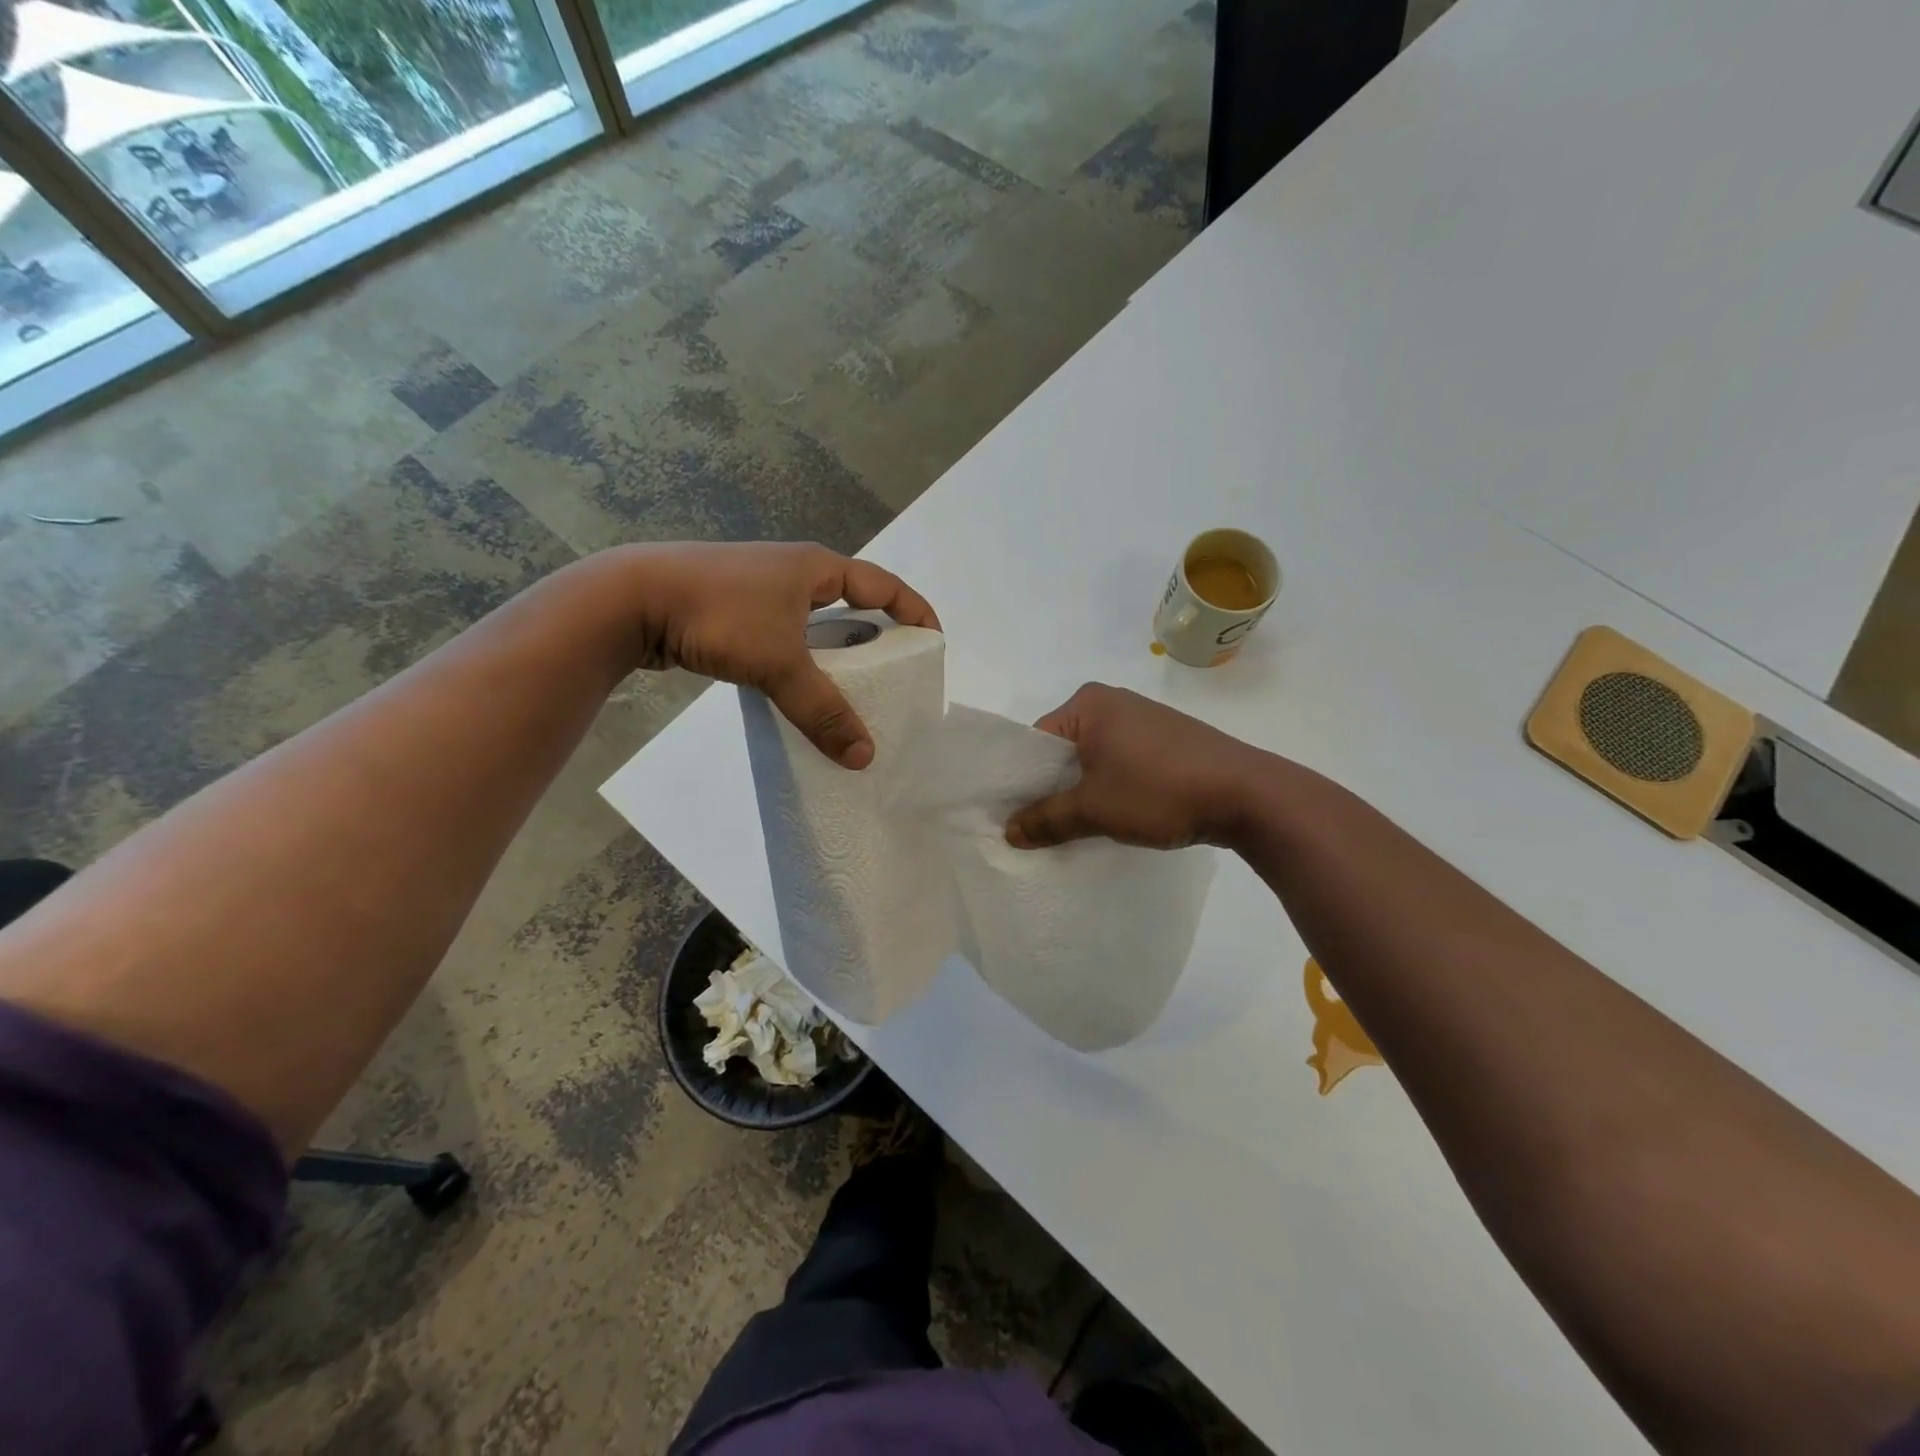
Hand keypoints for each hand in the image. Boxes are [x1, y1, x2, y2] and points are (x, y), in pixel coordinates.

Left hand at [639, 542, 938, 768]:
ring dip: (835, 653)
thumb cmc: (718, 615)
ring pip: (814, 623)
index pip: (883, 585)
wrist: (629, 600)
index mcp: (816, 568)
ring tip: (852, 690)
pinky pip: (785, 636)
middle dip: (877, 637)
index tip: (935, 642)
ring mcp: (760, 591)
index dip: (915, 611)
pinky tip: (800, 690)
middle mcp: (792, 573)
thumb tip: (865, 757)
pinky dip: (802, 661)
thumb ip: (823, 710)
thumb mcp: (779, 663)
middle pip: (852, 603)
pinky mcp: (733, 612)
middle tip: (895, 675)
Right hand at [1005, 684, 1261, 849]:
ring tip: (1076, 827)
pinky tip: (1114, 816)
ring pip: (1093, 759)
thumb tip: (1009, 833)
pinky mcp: (1167, 741)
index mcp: (1088, 703)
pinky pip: (1122, 762)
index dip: (1022, 780)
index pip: (1035, 740)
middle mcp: (1113, 702)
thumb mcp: (1094, 809)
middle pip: (1063, 749)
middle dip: (1052, 787)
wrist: (1248, 795)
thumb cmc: (1159, 790)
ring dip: (1083, 791)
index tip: (1015, 817)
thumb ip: (1046, 820)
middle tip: (1039, 828)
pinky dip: (1111, 787)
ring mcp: (1144, 720)